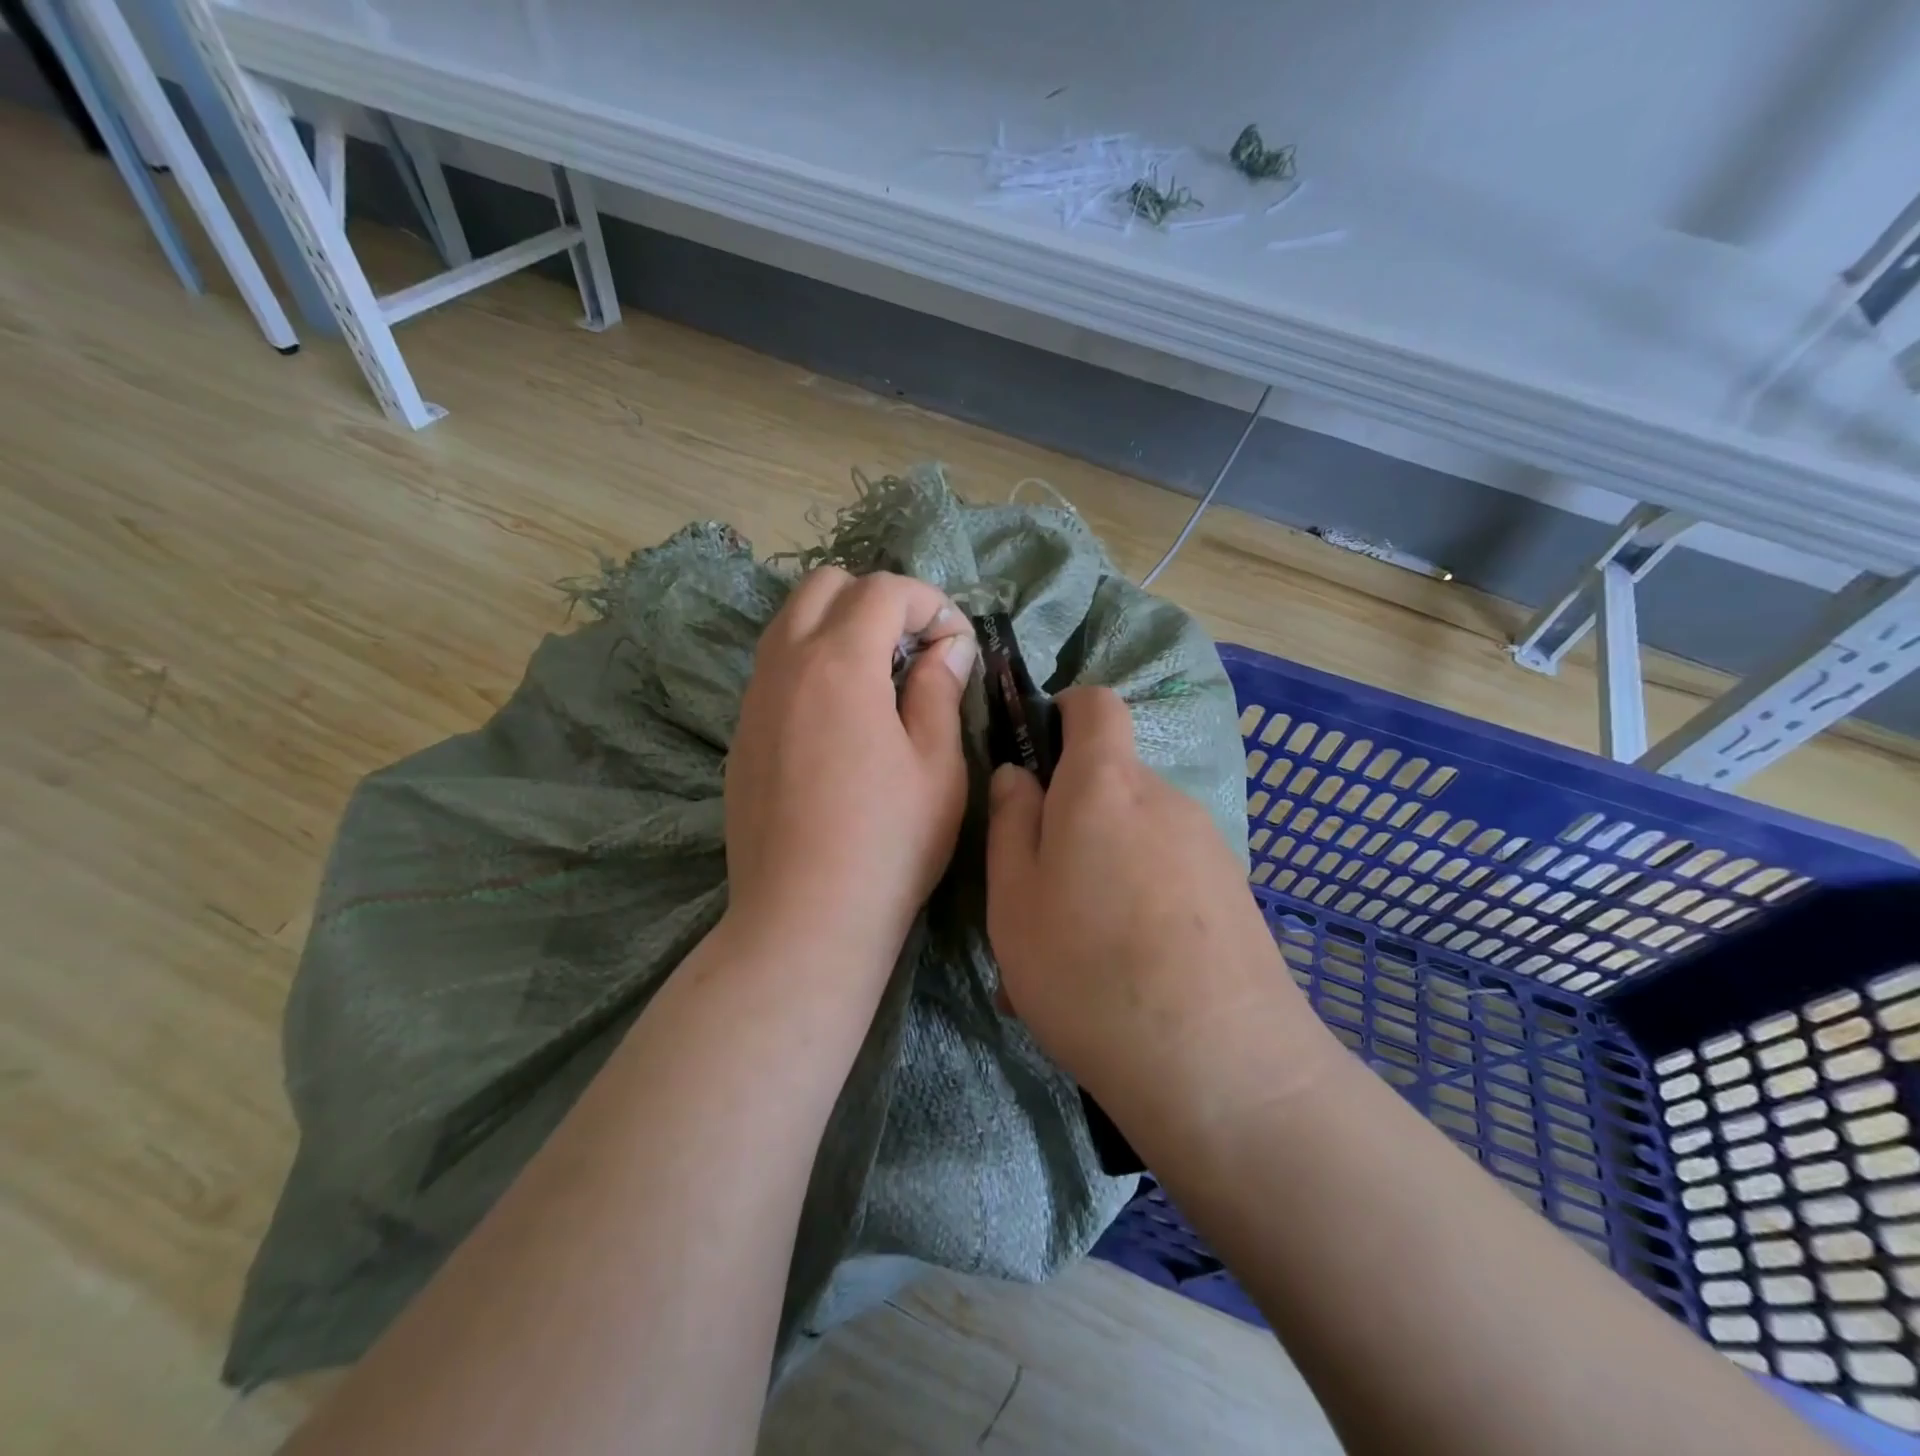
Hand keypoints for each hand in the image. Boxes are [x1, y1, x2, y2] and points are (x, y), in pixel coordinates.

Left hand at [724, 567, 975, 976]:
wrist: (804, 918)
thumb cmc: (888, 842)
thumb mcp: (937, 765)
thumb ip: (939, 690)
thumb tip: (946, 646)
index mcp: (839, 663)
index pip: (882, 590)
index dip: (930, 603)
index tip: (957, 644)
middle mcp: (785, 666)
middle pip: (824, 586)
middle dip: (877, 600)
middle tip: (915, 650)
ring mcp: (754, 700)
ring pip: (791, 622)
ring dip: (840, 627)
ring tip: (880, 679)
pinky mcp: (742, 735)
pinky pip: (775, 668)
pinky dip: (812, 663)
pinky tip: (841, 719)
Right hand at [985, 687, 1327, 1115]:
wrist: (1220, 1065)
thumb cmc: (1087, 969)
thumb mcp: (1014, 899)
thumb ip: (1011, 822)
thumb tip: (1019, 774)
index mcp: (1105, 785)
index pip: (1095, 704)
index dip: (1063, 712)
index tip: (1036, 756)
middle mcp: (1164, 798)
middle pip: (1111, 783)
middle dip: (1071, 818)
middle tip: (1038, 896)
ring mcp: (1208, 845)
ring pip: (1135, 837)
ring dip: (1100, 871)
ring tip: (1074, 955)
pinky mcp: (1233, 892)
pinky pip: (1167, 876)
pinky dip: (1136, 902)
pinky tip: (1120, 976)